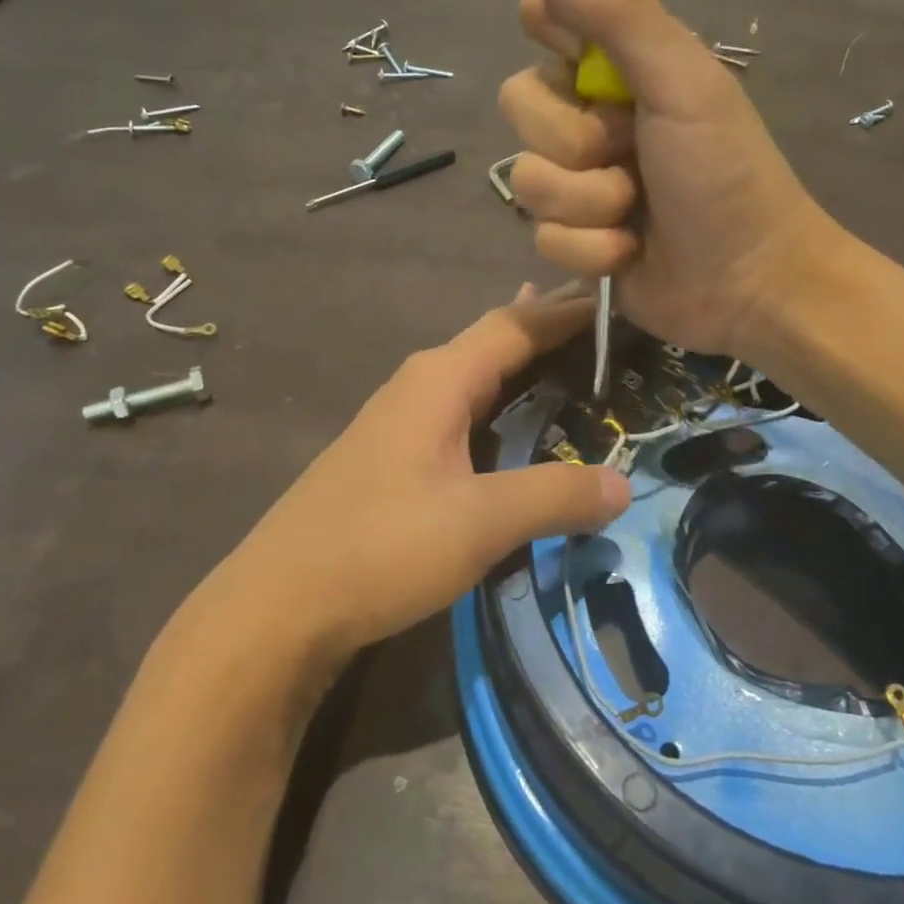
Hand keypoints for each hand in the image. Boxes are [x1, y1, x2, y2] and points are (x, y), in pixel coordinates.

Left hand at [180, 284, 630, 673]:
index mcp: (440, 378)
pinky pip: (464, 405)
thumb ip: (555, 496)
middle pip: (496, 337)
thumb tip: (624, 485)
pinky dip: (502, 395)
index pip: (518, 324)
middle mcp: (421, 382)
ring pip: (478, 371)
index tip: (621, 298)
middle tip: (609, 320)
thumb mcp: (480, 522)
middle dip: (550, 324)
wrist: (279, 604)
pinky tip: (514, 411)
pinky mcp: (395, 452)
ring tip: (573, 348)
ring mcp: (402, 416)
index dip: (570, 309)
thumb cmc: (381, 547)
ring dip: (525, 359)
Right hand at [498, 0, 839, 362]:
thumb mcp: (684, 84)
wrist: (751, 283)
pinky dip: (592, 250)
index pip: (546, 18)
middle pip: (520, 103)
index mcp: (620, 69)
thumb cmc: (728, 175)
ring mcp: (580, 183)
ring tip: (636, 214)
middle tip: (629, 152)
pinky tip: (629, 255)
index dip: (548, 30)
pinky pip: (543, 236)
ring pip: (527, 179)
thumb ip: (619, 15)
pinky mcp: (575, 241)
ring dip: (588, 203)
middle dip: (574, 140)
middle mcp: (591, 118)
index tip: (574, 54)